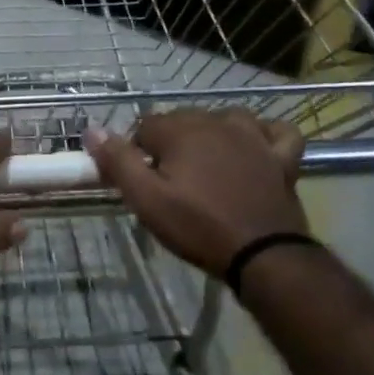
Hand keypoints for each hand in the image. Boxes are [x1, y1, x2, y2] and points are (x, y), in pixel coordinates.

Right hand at [84, 110, 307, 275]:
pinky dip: (264, 134)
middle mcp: (217, 122)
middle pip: (182, 119)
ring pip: (225, 119)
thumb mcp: (146, 199)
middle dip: (171, 143)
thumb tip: (92, 129)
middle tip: (168, 182)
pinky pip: (276, 131)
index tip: (141, 180)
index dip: (138, 151)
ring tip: (205, 165)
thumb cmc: (198, 226)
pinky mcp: (281, 157)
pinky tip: (255, 146)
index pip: (145, 126)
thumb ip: (118, 161)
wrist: (263, 256)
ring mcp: (255, 137)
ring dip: (212, 134)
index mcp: (182, 130)